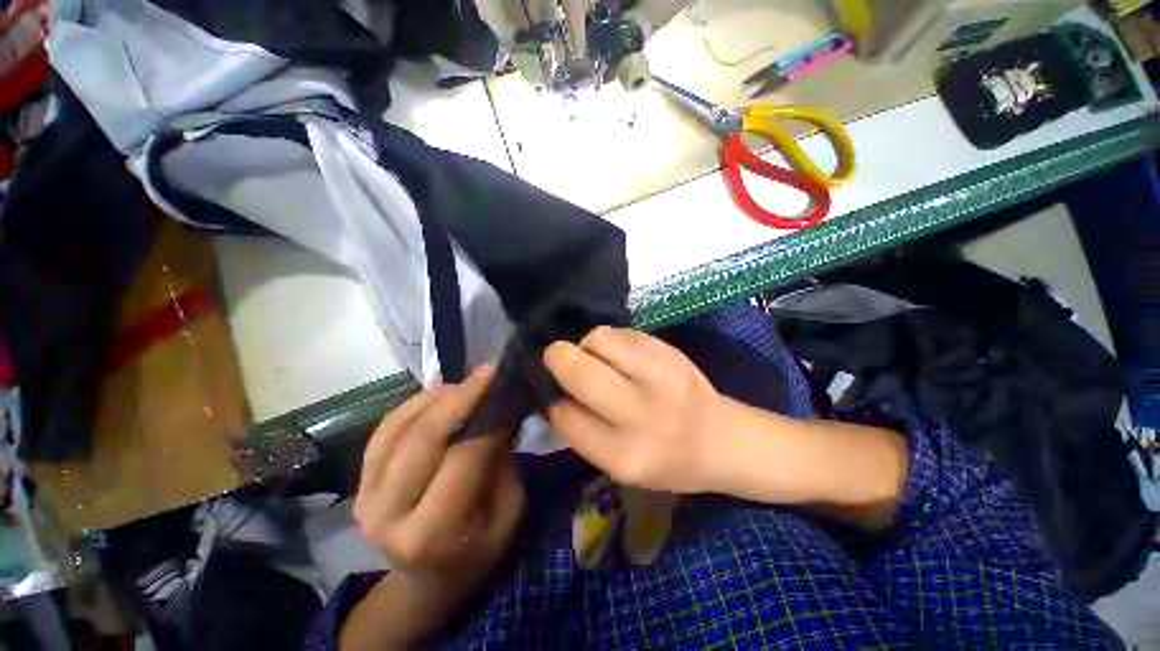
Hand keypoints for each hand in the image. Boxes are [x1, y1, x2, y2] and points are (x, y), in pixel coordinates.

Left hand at [350, 366, 524, 641]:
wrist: (424, 580)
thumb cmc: (477, 550)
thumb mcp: (507, 512)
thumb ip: (503, 463)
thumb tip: (501, 412)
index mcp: (431, 535)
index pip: (462, 460)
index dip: (487, 421)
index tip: (506, 390)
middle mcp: (388, 514)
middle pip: (424, 438)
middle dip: (461, 396)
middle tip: (489, 371)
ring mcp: (365, 495)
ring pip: (401, 427)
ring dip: (439, 396)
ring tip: (470, 383)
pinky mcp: (360, 481)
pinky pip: (385, 429)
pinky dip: (414, 404)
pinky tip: (442, 393)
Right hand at [544, 327, 726, 493]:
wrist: (721, 438)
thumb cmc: (667, 461)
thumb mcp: (619, 468)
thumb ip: (583, 433)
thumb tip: (554, 395)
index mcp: (626, 455)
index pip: (566, 417)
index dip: (554, 403)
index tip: (557, 397)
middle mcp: (642, 412)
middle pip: (580, 371)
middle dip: (558, 359)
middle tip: (559, 358)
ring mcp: (660, 375)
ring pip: (599, 339)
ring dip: (587, 346)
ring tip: (596, 358)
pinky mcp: (670, 350)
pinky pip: (623, 332)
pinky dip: (612, 340)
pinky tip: (619, 355)